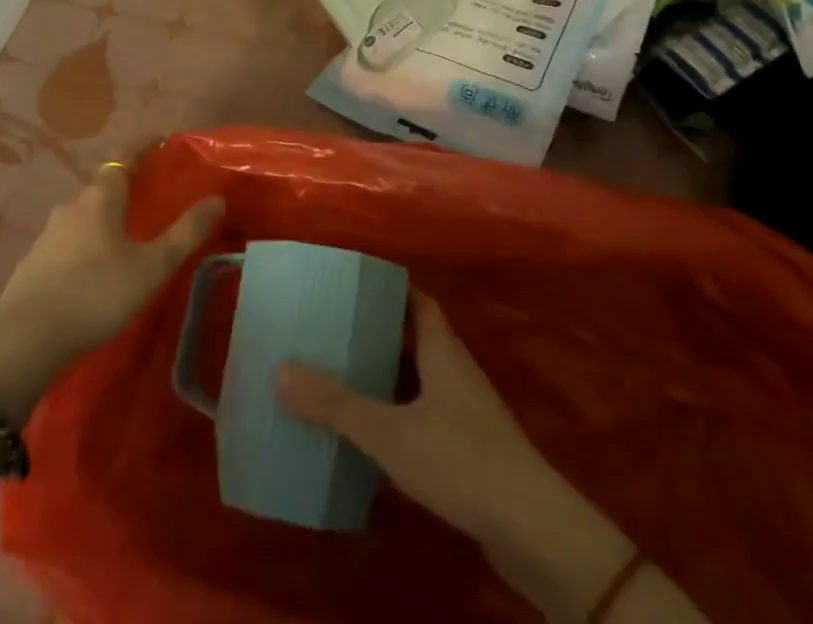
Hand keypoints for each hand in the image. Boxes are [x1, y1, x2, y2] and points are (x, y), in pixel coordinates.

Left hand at [0, 162, 223, 423]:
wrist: (23, 342)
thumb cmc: (95, 294)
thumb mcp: (151, 266)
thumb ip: (185, 233)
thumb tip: (217, 199)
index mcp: (100, 198)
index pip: (122, 157)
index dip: (142, 145)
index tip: (160, 139)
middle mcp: (71, 207)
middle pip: (102, 186)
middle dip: (126, 185)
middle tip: (150, 195)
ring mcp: (47, 235)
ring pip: (83, 215)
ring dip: (104, 216)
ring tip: (124, 235)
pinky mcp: (32, 264)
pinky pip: (67, 241)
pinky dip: (85, 243)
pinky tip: (93, 269)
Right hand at [277, 292, 634, 622]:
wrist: (531, 528)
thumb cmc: (460, 459)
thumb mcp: (390, 432)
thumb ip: (337, 404)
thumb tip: (281, 369)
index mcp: (443, 349)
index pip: (420, 300)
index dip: (392, 288)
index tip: (357, 285)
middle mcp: (457, 369)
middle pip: (419, 337)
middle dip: (382, 332)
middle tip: (338, 332)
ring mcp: (469, 410)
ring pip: (423, 378)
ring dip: (392, 376)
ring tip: (347, 379)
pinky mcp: (473, 448)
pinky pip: (430, 414)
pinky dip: (403, 414)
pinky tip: (378, 436)